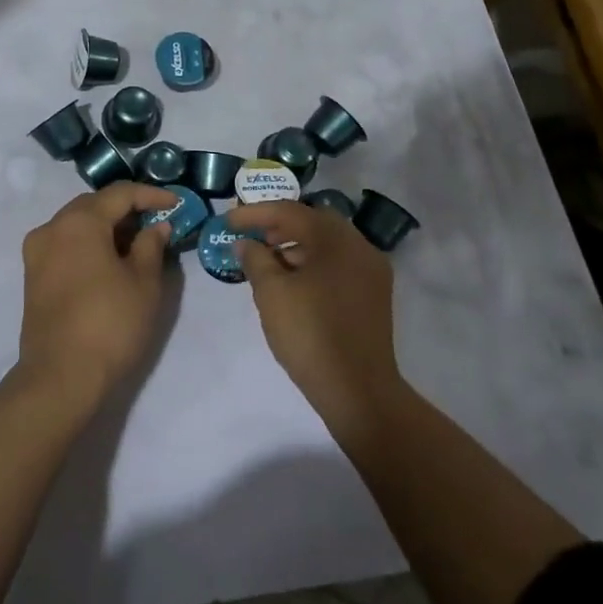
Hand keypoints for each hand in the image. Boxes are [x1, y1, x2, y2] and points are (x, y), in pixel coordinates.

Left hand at [18, 183, 176, 406]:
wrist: (60, 378)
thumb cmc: (110, 324)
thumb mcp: (144, 283)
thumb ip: (152, 245)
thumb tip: (156, 226)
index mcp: (79, 221)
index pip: (120, 194)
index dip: (151, 195)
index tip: (176, 204)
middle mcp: (52, 228)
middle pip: (94, 205)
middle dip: (127, 209)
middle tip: (157, 222)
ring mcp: (37, 252)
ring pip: (77, 224)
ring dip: (107, 227)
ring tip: (137, 243)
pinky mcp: (33, 276)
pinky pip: (65, 244)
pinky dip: (89, 244)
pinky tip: (110, 261)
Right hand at [230, 201, 402, 438]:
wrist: (359, 391)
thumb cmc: (311, 334)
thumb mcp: (272, 293)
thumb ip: (255, 259)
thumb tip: (246, 243)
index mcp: (335, 238)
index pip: (289, 211)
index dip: (255, 214)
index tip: (228, 221)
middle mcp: (359, 246)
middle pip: (313, 223)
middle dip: (278, 226)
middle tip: (251, 237)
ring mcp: (371, 271)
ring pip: (327, 245)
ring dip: (296, 246)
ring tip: (267, 263)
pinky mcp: (374, 295)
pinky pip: (338, 264)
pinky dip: (313, 264)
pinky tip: (293, 283)